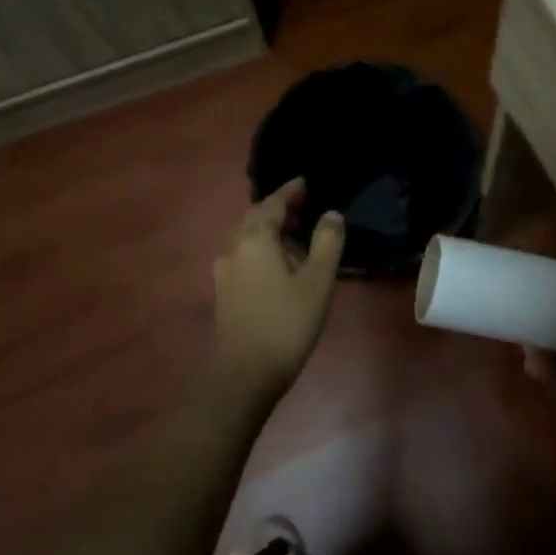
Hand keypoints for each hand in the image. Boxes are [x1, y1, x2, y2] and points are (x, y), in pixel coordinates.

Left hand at [214, 179, 345, 396]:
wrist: (246, 372)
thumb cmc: (288, 321)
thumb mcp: (318, 280)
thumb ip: (327, 242)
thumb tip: (331, 214)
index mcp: (255, 238)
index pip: (273, 203)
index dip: (290, 192)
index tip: (305, 182)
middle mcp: (233, 246)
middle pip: (255, 217)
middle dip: (279, 209)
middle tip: (305, 208)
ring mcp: (224, 269)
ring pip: (247, 236)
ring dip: (269, 230)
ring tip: (295, 236)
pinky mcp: (224, 289)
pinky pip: (243, 254)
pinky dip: (261, 248)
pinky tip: (278, 263)